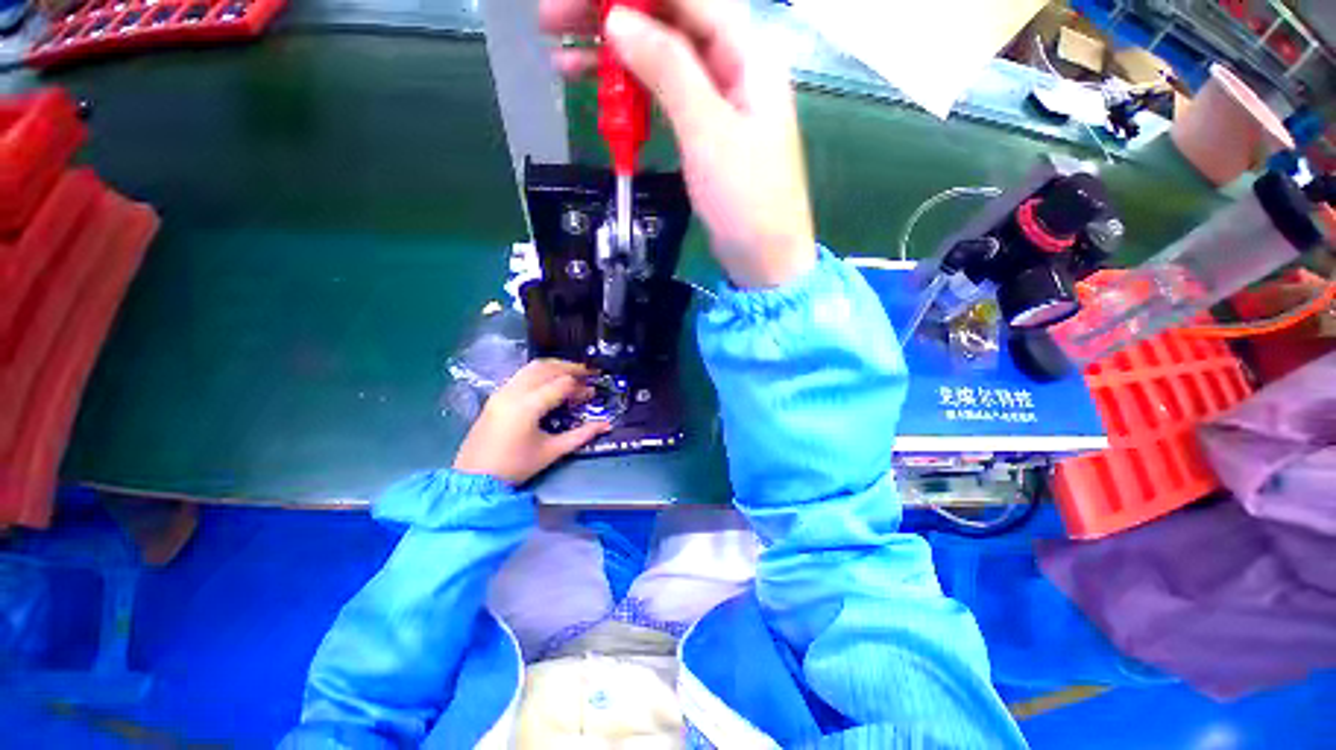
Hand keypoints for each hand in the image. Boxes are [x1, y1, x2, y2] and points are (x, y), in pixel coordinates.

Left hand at [453, 359, 610, 485]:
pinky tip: (549, 381)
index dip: (580, 385)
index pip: (561, 384)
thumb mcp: (552, 451)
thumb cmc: (515, 466)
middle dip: (570, 367)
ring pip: (532, 367)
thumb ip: (581, 435)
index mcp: (528, 406)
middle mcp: (514, 392)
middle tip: (587, 373)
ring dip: (554, 366)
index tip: (592, 391)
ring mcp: (502, 391)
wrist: (474, 478)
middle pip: (547, 368)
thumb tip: (606, 425)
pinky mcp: (496, 396)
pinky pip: (521, 374)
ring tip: (571, 373)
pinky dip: (540, 372)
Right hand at [541, 0, 815, 288]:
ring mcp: (716, 98)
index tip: (581, 0)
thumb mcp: (707, 131)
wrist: (764, 258)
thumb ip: (668, 69)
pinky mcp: (702, 130)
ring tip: (561, 56)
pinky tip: (596, 89)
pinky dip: (630, 91)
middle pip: (668, 19)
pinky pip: (662, 95)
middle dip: (611, 14)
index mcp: (746, 51)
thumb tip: (617, 20)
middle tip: (551, 20)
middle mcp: (732, 63)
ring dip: (612, 53)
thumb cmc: (746, 199)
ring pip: (659, 57)